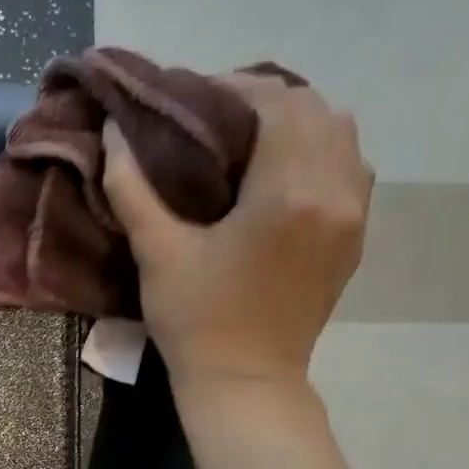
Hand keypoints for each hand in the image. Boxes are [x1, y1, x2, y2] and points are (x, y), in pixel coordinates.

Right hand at [102, 72, 372, 397]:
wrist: (246, 381)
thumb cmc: (196, 320)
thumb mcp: (156, 252)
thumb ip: (132, 186)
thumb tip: (113, 131)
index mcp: (289, 192)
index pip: (277, 102)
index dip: (234, 87)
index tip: (192, 97)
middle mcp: (336, 192)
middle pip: (315, 110)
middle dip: (265, 100)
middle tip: (213, 116)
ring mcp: (354, 215)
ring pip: (341, 135)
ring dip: (297, 123)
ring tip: (247, 139)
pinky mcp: (355, 236)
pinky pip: (349, 169)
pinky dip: (317, 153)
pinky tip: (278, 174)